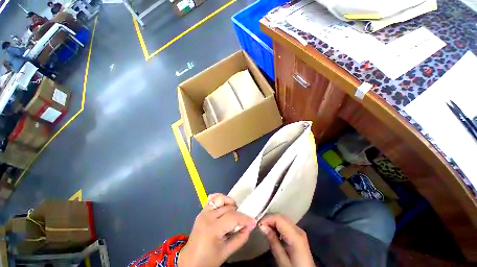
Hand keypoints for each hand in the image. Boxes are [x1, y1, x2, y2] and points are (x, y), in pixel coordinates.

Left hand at [178, 193, 255, 266]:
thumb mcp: (227, 252)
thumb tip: (251, 226)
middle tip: (243, 222)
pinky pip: (212, 198)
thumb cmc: (208, 259)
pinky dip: (220, 199)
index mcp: (213, 228)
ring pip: (221, 199)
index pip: (233, 217)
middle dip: (239, 214)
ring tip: (234, 213)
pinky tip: (224, 206)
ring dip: (230, 204)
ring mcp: (203, 212)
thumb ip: (241, 238)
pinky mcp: (202, 210)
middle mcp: (207, 216)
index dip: (245, 218)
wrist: (190, 260)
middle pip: (229, 208)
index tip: (253, 221)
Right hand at [259, 214, 314, 266]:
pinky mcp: (298, 233)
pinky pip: (285, 223)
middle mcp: (298, 229)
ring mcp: (299, 230)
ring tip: (264, 228)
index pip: (279, 219)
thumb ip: (273, 241)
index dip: (267, 219)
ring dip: (273, 221)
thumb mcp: (282, 259)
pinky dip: (277, 224)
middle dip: (269, 219)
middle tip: (260, 226)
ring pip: (283, 218)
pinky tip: (273, 231)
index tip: (258, 225)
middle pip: (281, 216)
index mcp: (295, 236)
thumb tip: (262, 226)